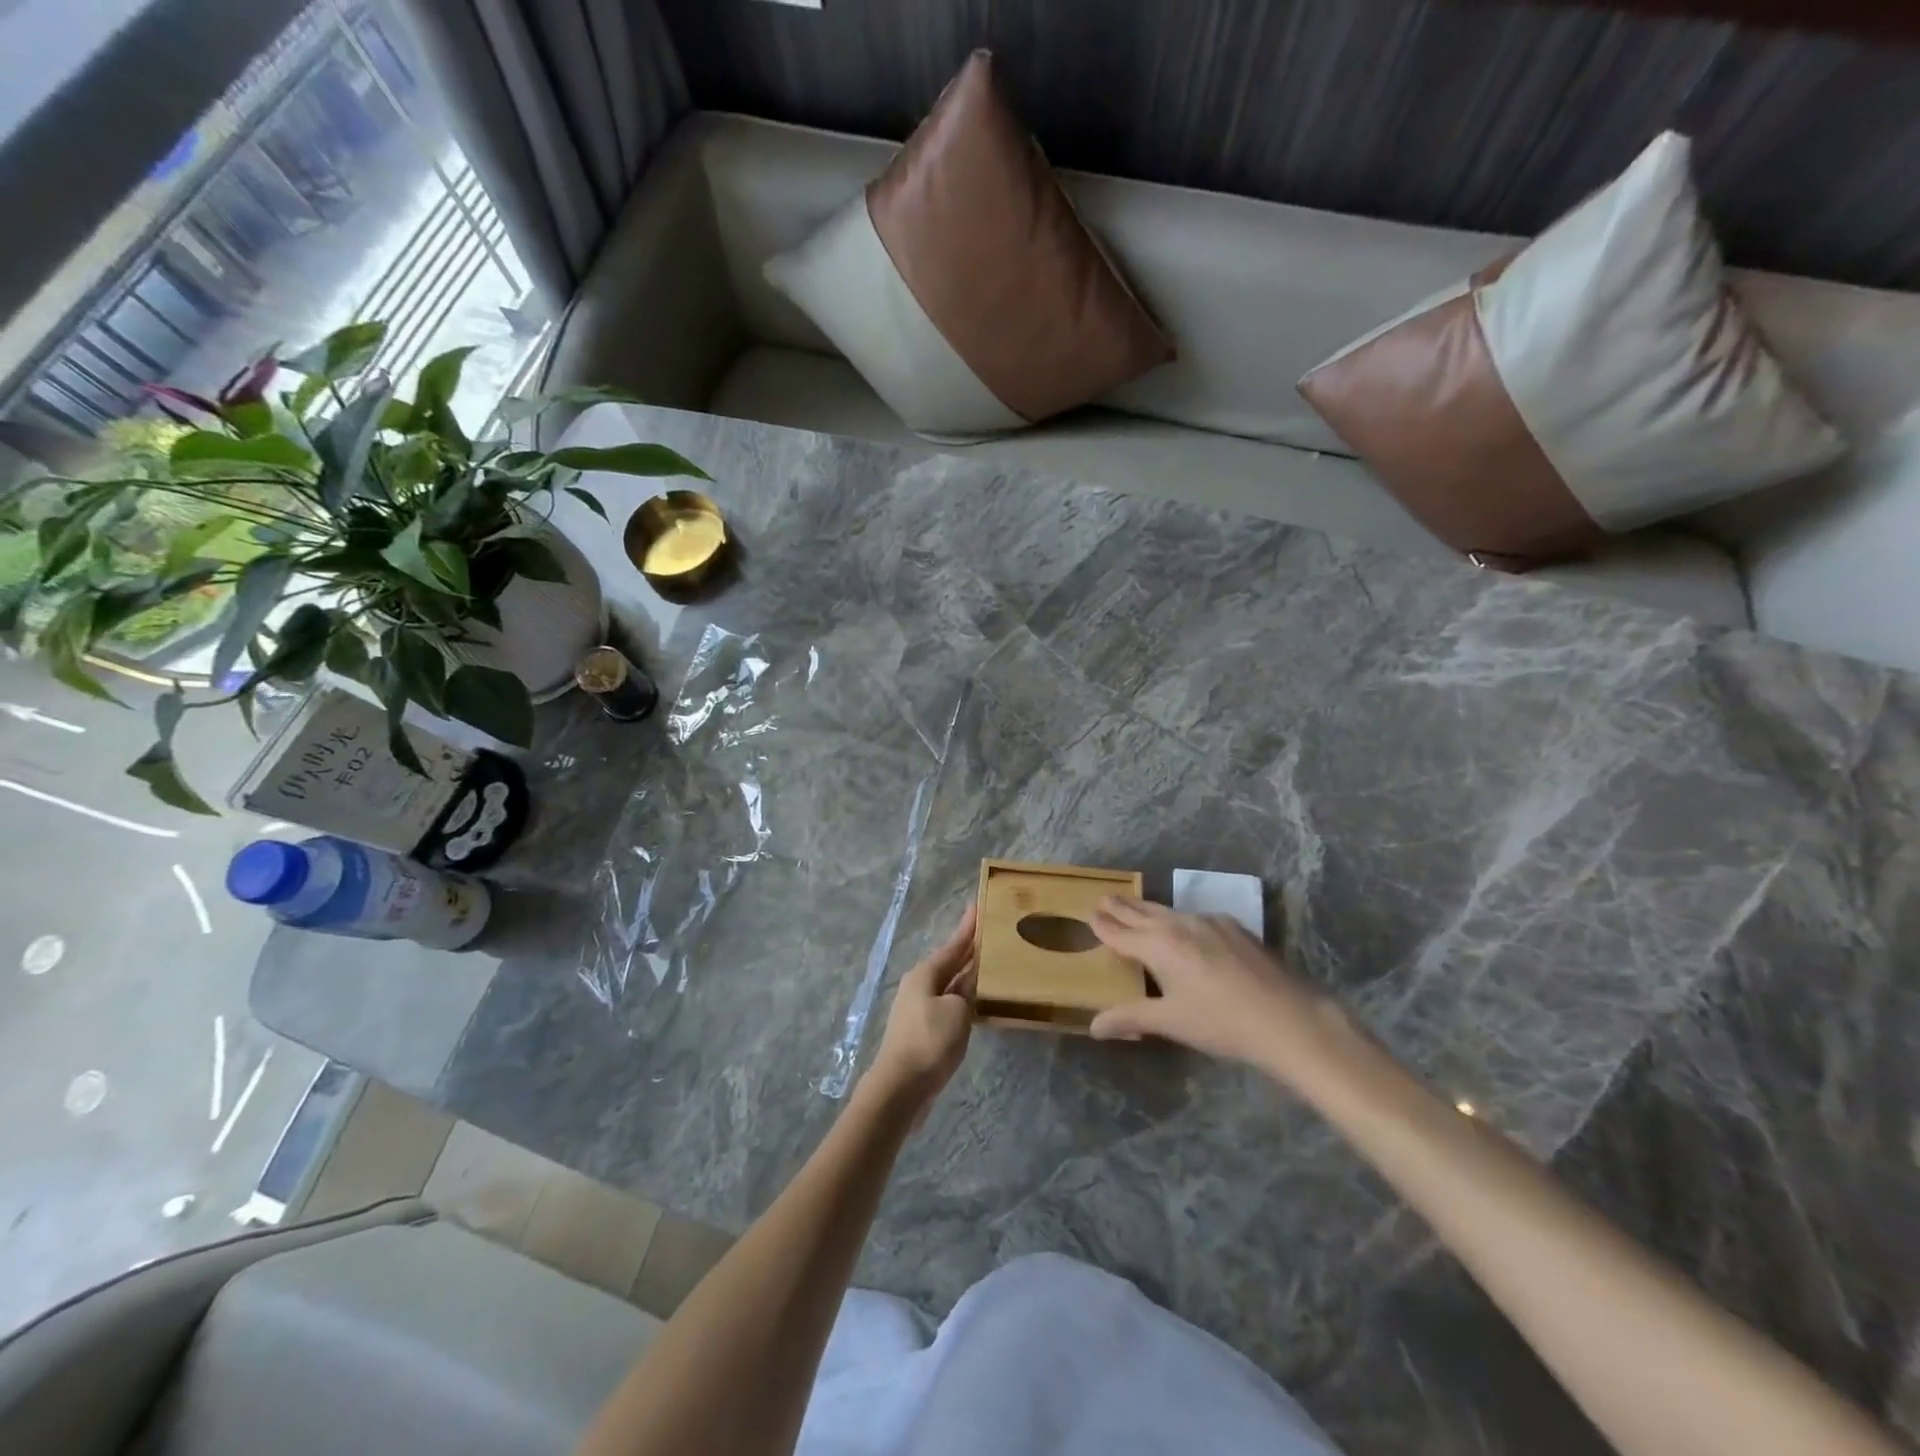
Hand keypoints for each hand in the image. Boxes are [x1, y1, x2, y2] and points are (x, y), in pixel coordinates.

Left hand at [864, 903, 977, 1114]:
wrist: (900, 1088)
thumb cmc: (929, 1042)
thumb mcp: (957, 1011)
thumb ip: (968, 991)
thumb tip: (970, 983)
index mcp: (926, 973)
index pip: (954, 944)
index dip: (968, 927)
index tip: (979, 905)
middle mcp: (920, 985)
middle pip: (950, 961)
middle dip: (968, 948)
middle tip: (990, 932)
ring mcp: (919, 1008)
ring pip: (949, 983)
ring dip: (967, 974)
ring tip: (989, 963)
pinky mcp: (923, 1029)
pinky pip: (948, 1003)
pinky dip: (963, 996)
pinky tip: (977, 1001)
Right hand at [1088, 897, 1336, 1069]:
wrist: (1287, 1019)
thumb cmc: (1221, 1023)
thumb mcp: (1171, 1022)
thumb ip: (1131, 1018)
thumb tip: (1094, 1026)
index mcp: (1159, 945)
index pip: (1121, 932)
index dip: (1103, 924)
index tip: (1090, 913)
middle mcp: (1180, 924)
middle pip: (1143, 912)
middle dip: (1122, 907)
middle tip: (1105, 897)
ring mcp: (1210, 922)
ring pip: (1170, 911)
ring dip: (1149, 910)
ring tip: (1137, 908)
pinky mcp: (1234, 928)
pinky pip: (1195, 917)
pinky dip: (1178, 919)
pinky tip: (1184, 928)